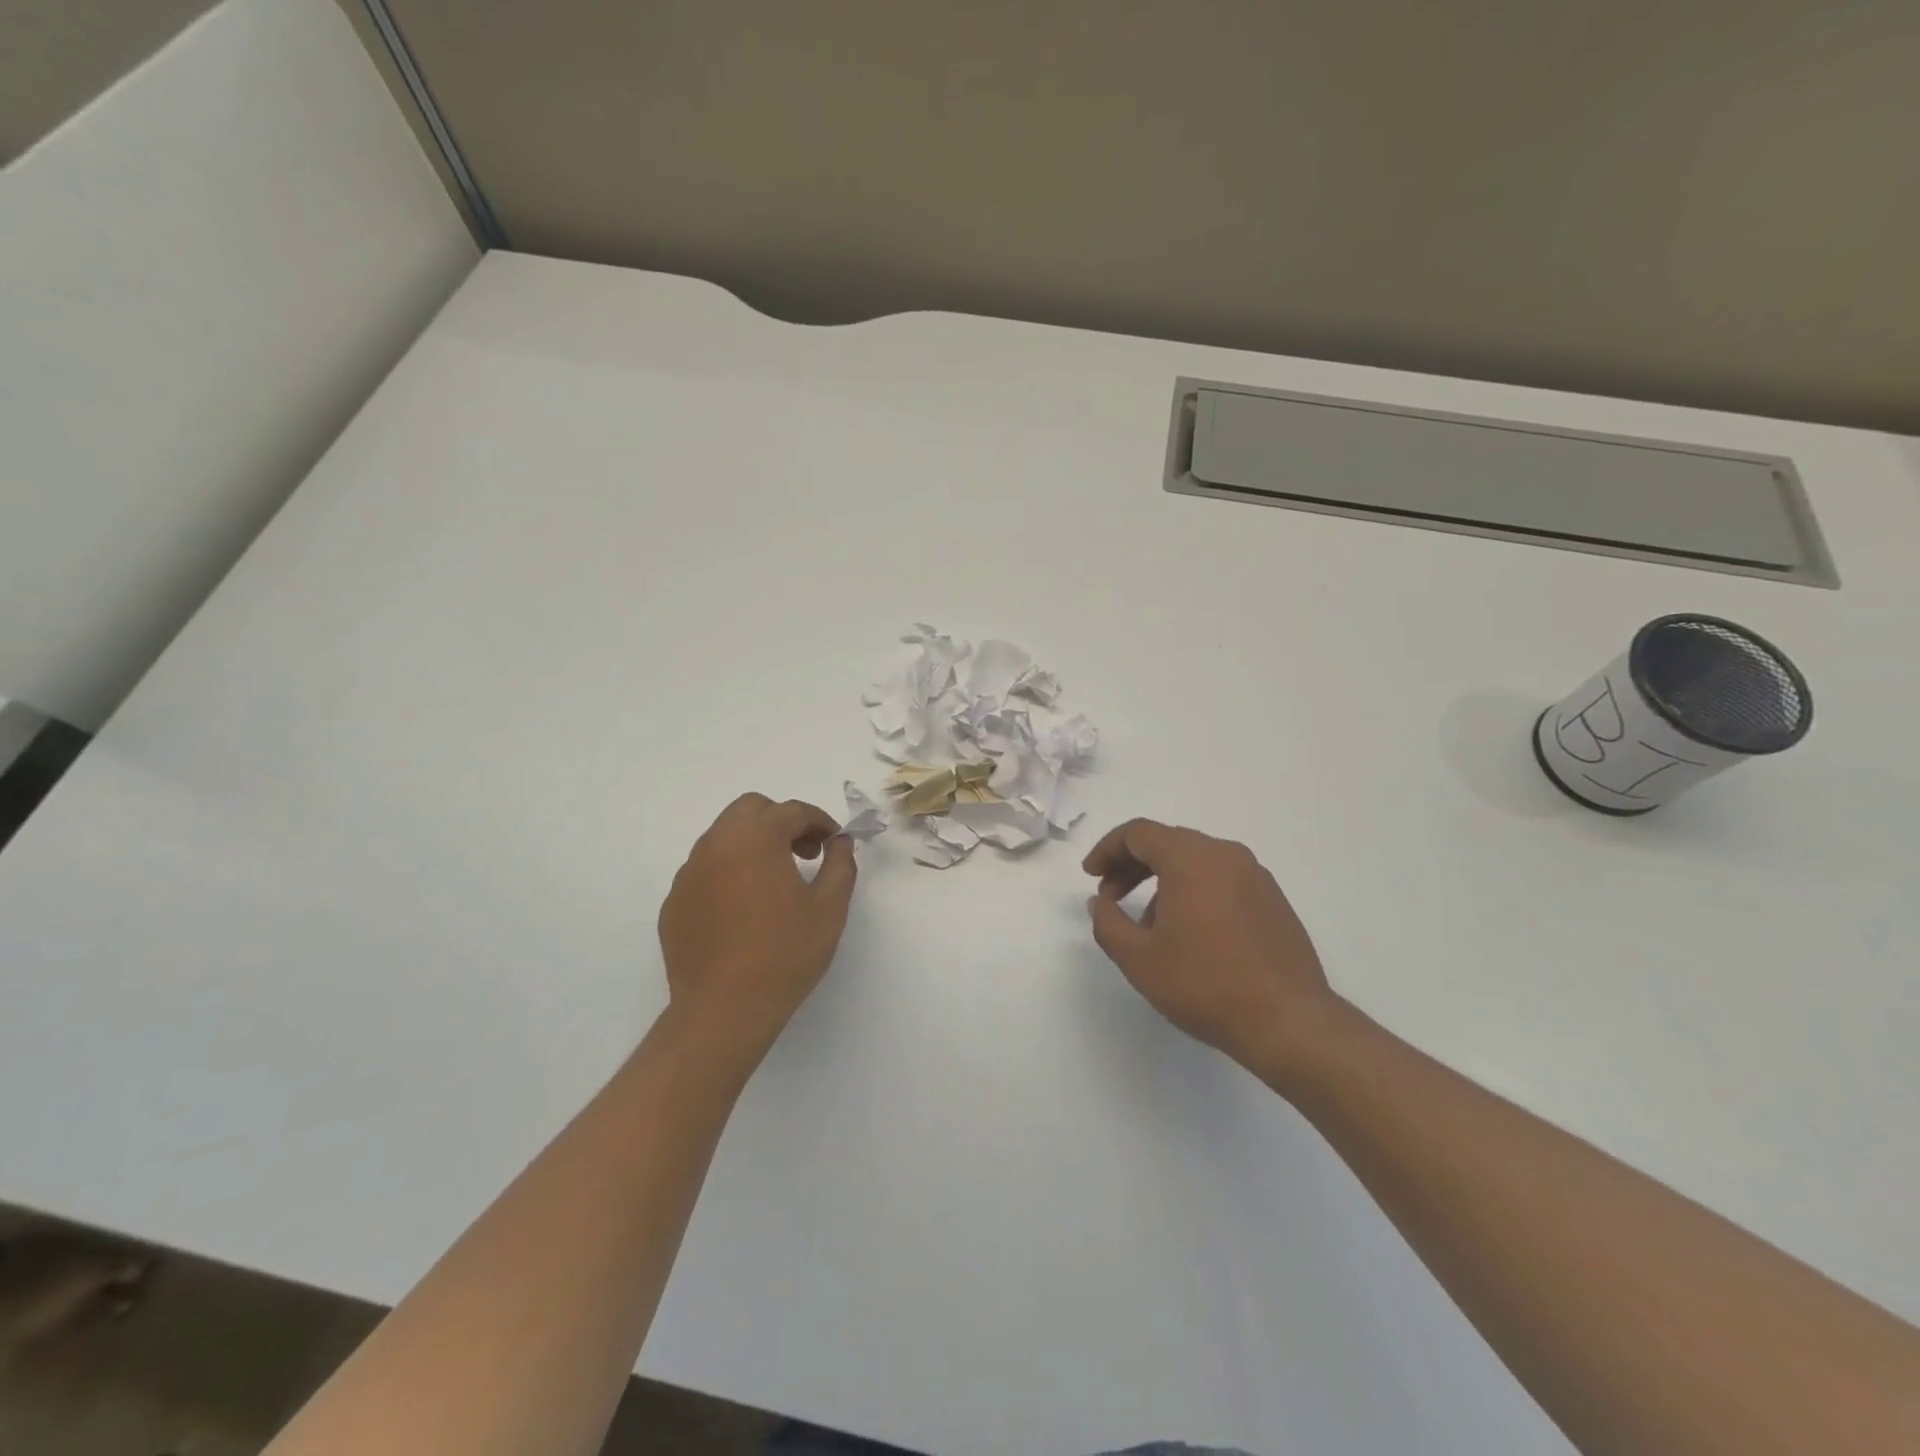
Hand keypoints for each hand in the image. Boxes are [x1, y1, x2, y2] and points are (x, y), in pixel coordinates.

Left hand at [658, 793, 858, 1055]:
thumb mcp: (829, 908)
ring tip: (776, 881)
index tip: (834, 843)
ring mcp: (689, 873)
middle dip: (781, 822)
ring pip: (724, 837)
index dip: (819, 821)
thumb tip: (840, 842)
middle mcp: (716, 845)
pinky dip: (729, 872)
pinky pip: (706, 870)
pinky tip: (745, 909)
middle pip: (750, 810)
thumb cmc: (784, 955)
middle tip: (805, 853)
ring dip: (753, 844)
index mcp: (755, 839)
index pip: (791, 811)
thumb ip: (840, 865)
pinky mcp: (674, 902)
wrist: (723, 1011)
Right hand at [1083, 819, 1342, 1079]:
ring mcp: (1255, 876)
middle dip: (1132, 865)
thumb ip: (1107, 922)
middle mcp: (1225, 855)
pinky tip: (1188, 934)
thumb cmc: (1204, 983)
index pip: (1139, 833)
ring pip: (1195, 861)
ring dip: (1163, 881)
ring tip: (1148, 925)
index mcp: (1191, 859)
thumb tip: (1100, 901)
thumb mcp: (1138, 958)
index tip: (1091, 876)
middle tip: (1110, 896)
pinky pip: (1221, 880)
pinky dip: (1194, 891)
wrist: (1288, 1021)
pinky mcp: (1273, 900)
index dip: (1107, 849)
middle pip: (1168, 842)